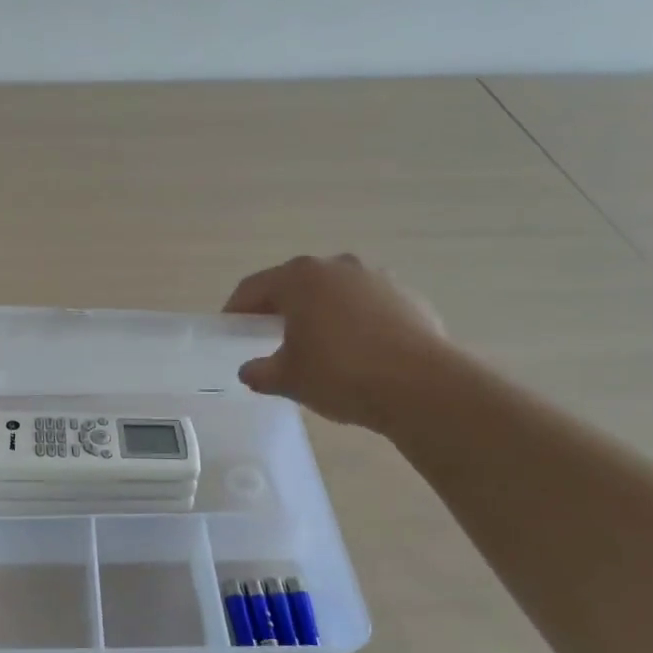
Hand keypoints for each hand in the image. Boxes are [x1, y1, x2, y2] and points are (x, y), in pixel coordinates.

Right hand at [223, 254, 449, 429]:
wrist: (422, 386)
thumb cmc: (340, 374)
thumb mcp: (287, 379)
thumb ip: (261, 372)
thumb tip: (250, 371)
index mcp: (300, 278)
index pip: (253, 287)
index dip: (236, 309)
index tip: (230, 329)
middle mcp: (337, 266)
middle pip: (296, 284)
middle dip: (280, 308)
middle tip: (269, 336)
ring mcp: (377, 278)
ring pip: (334, 292)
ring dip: (320, 312)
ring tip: (317, 345)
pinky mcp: (408, 297)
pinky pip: (367, 305)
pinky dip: (354, 321)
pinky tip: (357, 352)